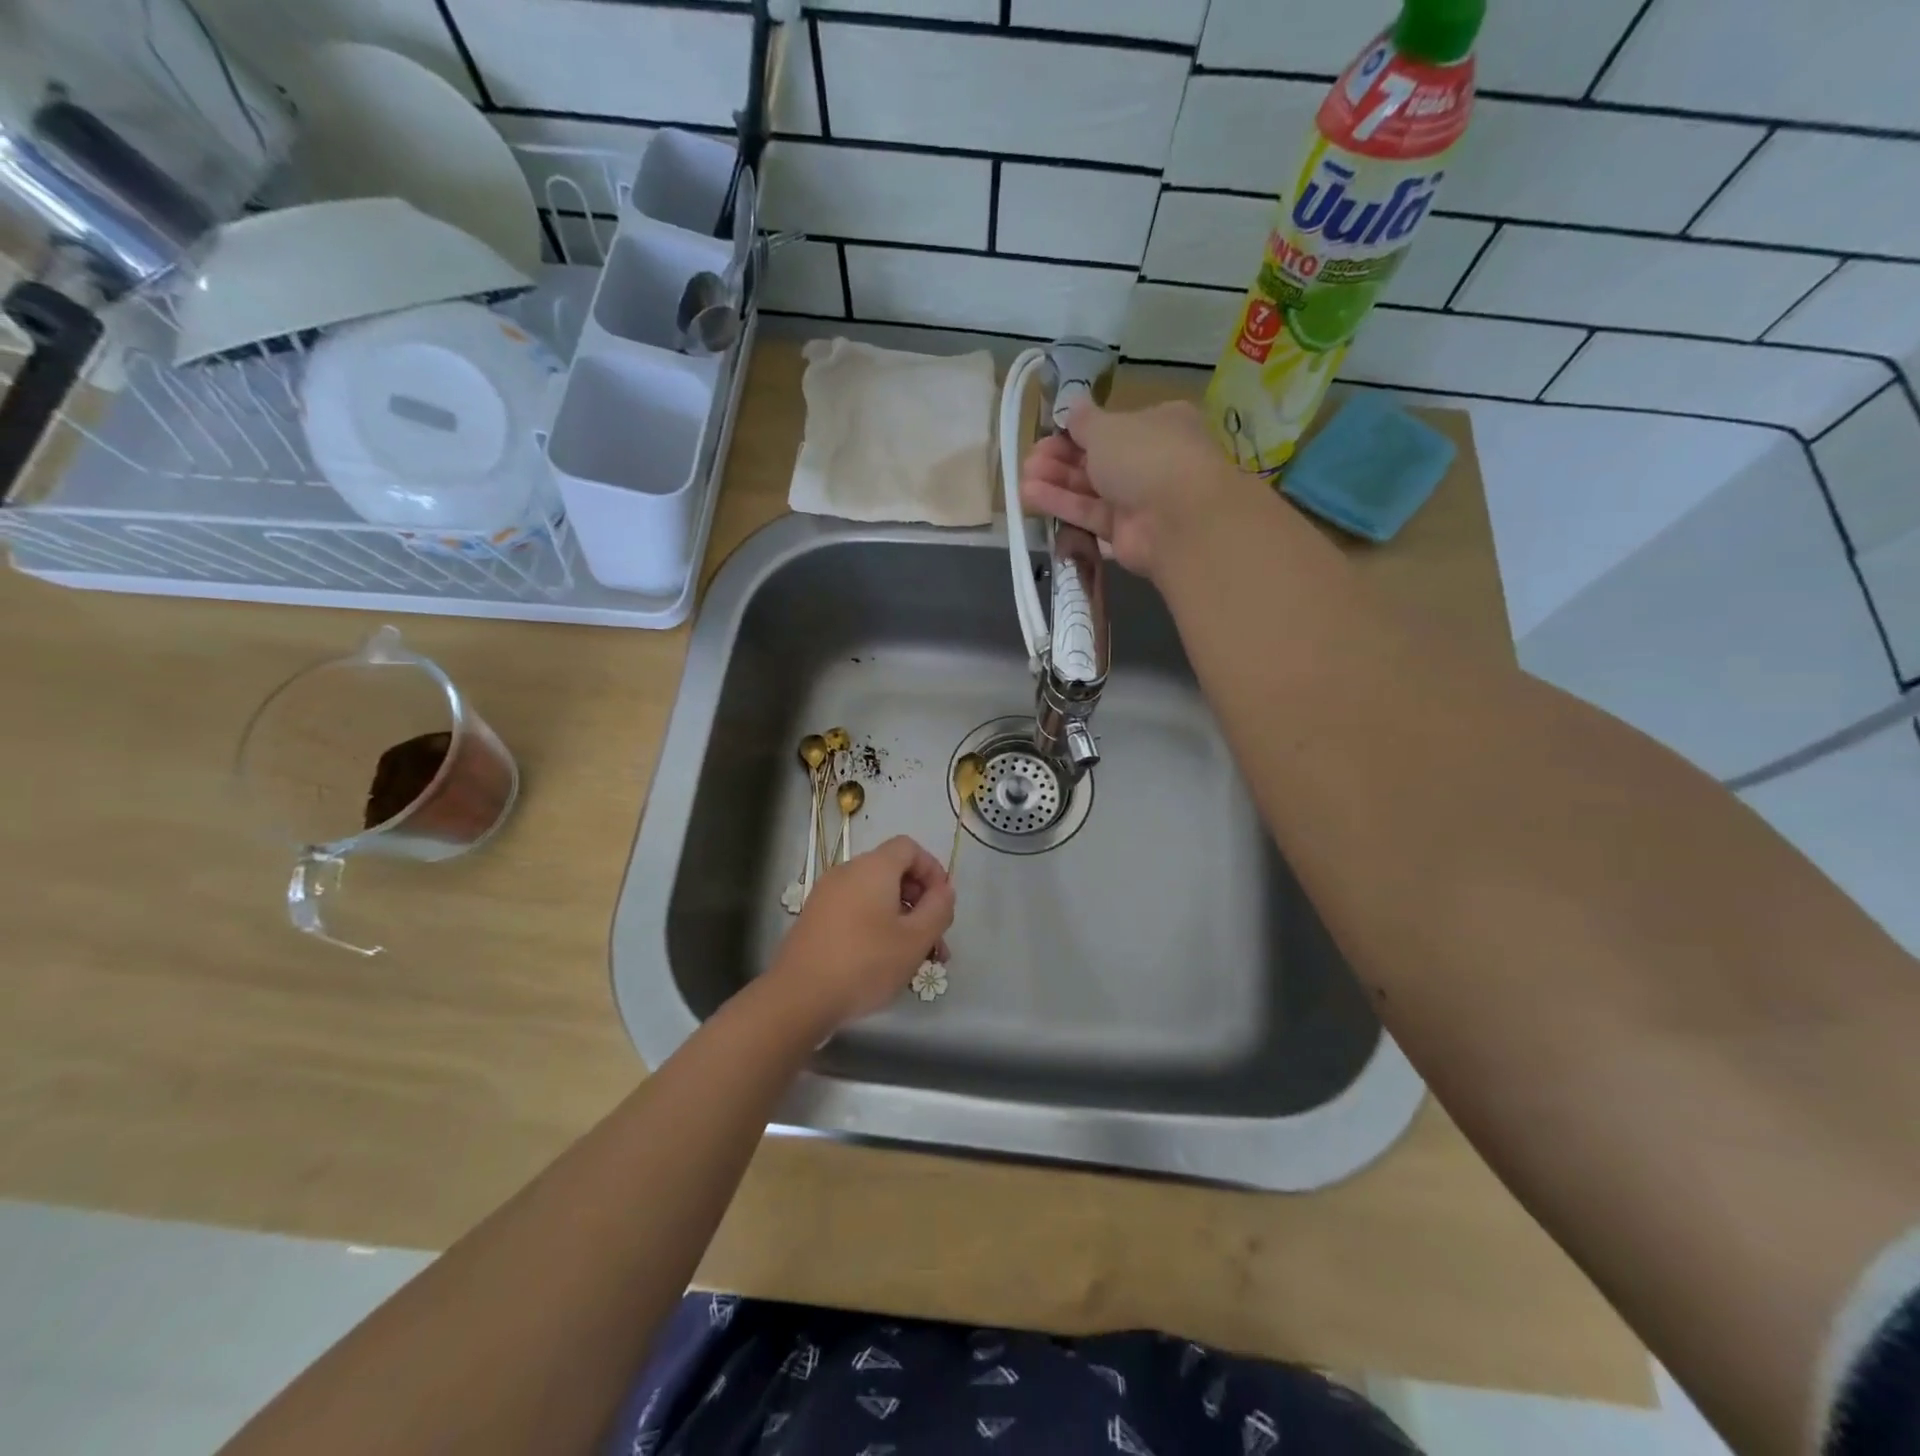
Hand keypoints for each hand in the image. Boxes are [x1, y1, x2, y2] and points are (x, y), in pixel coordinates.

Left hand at [771, 836, 956, 1027]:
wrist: (798, 997)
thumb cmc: (865, 963)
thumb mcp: (915, 939)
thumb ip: (939, 909)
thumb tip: (944, 890)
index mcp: (873, 868)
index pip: (909, 848)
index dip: (932, 870)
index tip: (943, 904)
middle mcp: (847, 872)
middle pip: (893, 873)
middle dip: (920, 902)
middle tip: (935, 940)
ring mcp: (826, 895)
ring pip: (875, 897)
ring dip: (901, 920)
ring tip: (915, 960)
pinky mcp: (815, 919)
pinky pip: (855, 911)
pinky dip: (876, 927)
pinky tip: (884, 963)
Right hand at [1019, 399, 1237, 579]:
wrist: (1178, 519)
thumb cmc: (1146, 456)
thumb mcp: (1108, 427)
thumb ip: (1084, 420)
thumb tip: (1073, 405)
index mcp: (1159, 424)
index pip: (1114, 426)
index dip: (1079, 430)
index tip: (1049, 432)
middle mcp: (1151, 460)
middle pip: (1098, 458)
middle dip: (1062, 457)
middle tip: (1031, 458)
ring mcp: (1139, 499)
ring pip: (1091, 488)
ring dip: (1056, 481)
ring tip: (1023, 477)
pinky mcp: (1125, 532)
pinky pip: (1090, 514)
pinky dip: (1062, 505)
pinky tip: (1030, 496)